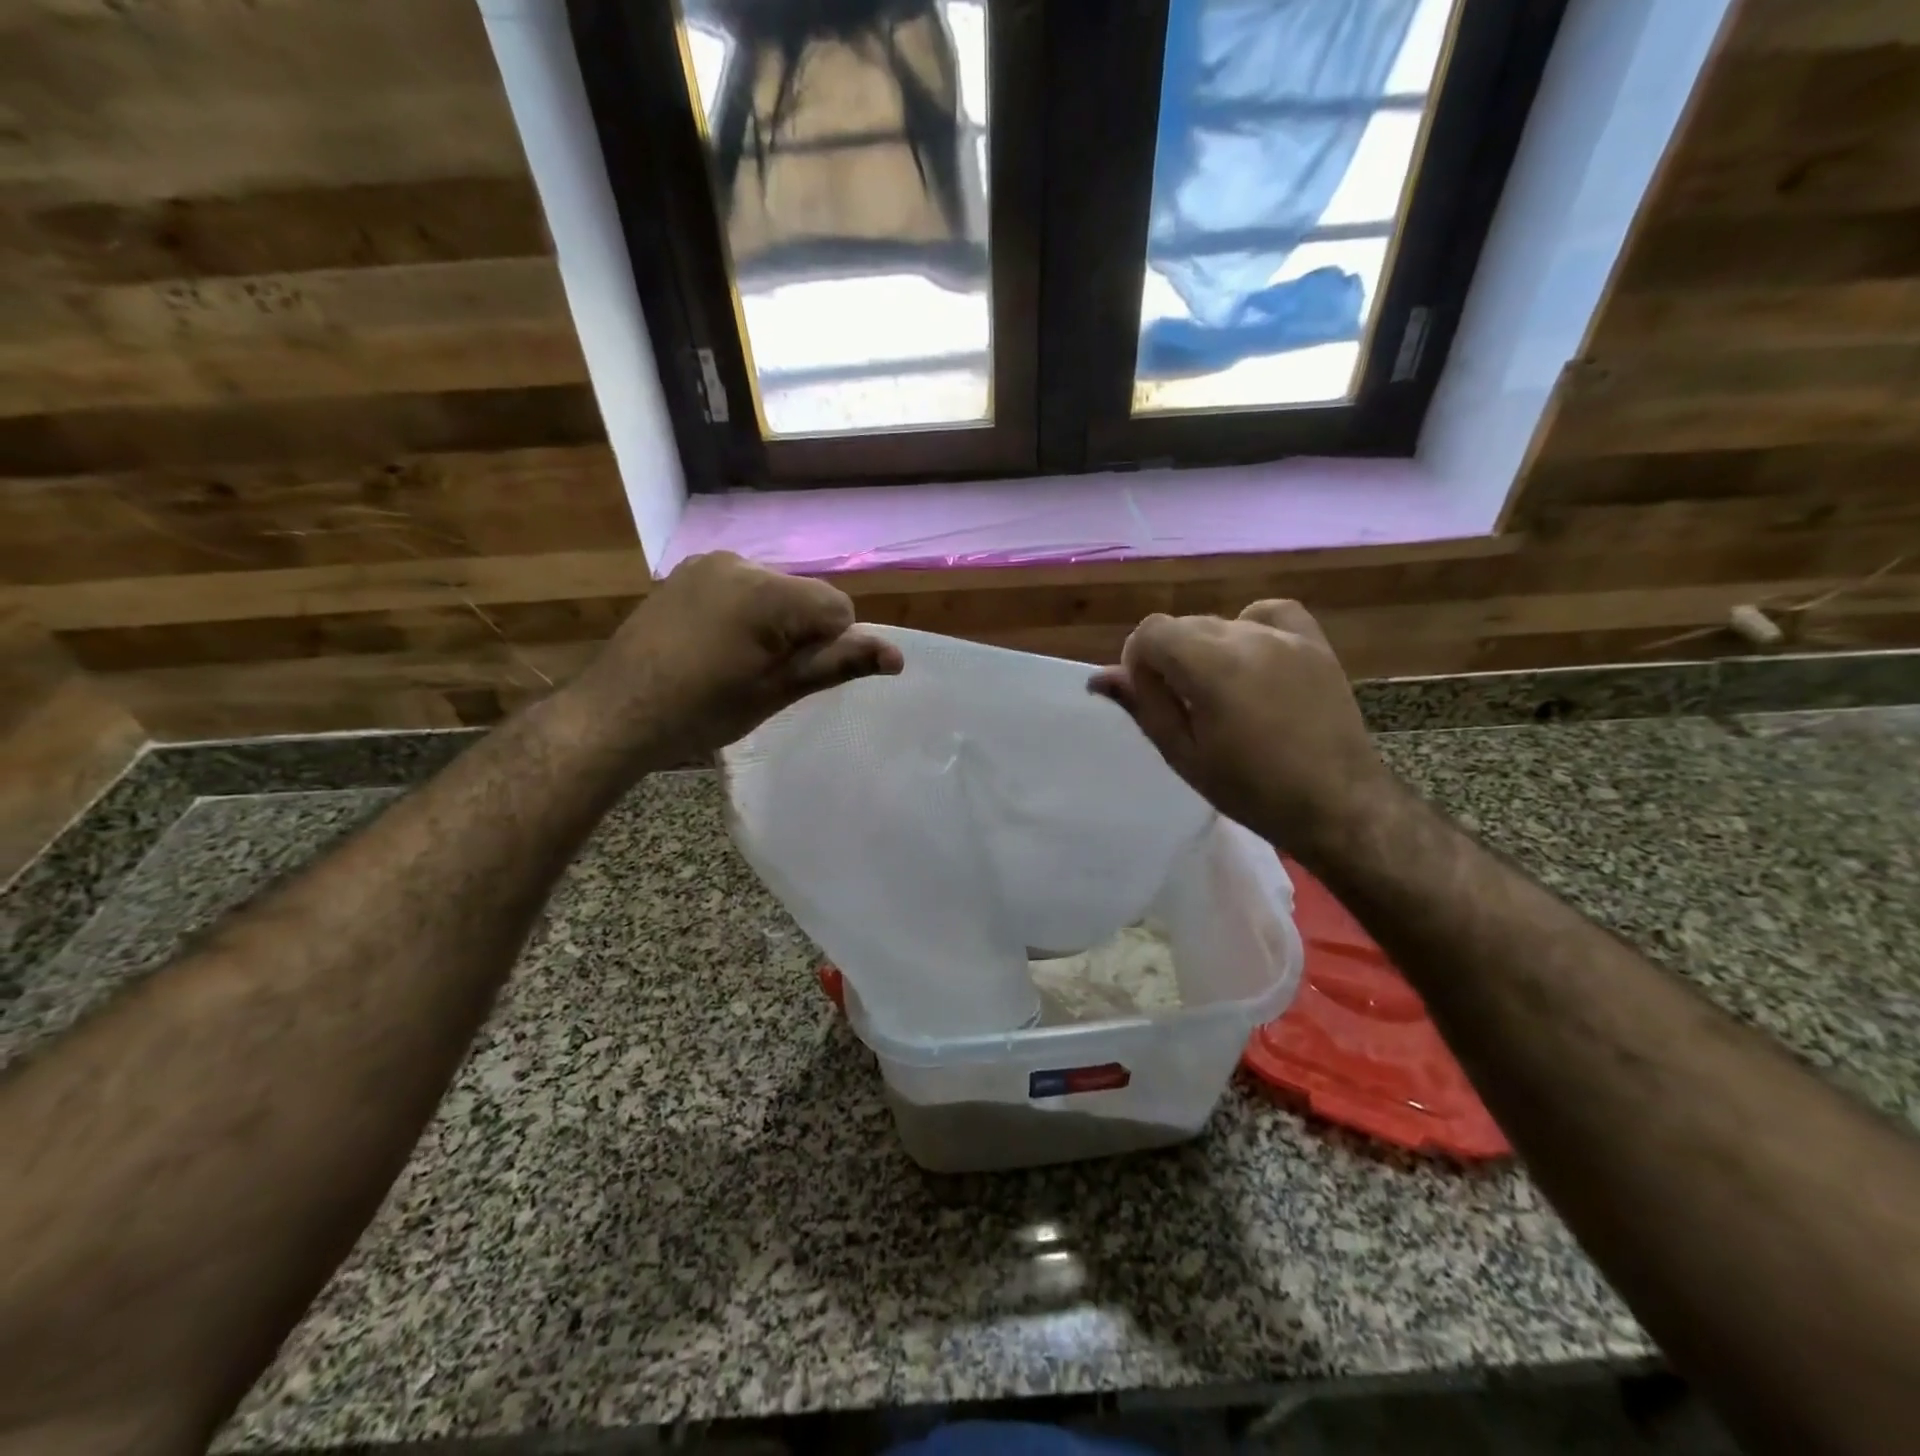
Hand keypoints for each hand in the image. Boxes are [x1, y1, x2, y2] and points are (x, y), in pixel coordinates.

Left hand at [575, 552, 902, 762]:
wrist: (615, 714)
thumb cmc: (702, 711)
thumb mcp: (776, 691)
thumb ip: (837, 663)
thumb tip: (897, 656)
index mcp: (767, 591)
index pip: (837, 609)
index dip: (827, 648)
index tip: (791, 678)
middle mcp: (741, 562)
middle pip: (806, 596)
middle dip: (800, 632)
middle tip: (763, 676)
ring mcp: (708, 563)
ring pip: (775, 591)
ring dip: (774, 623)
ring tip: (737, 663)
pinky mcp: (686, 573)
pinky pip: (741, 587)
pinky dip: (745, 612)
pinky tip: (715, 645)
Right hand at [1090, 600, 1395, 853]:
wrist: (1335, 803)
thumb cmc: (1251, 790)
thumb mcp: (1184, 754)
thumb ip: (1143, 706)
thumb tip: (1099, 676)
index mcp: (1211, 666)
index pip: (1151, 631)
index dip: (1139, 661)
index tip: (1149, 696)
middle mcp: (1246, 637)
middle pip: (1183, 624)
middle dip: (1169, 657)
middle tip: (1183, 706)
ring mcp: (1285, 637)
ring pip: (1221, 622)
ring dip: (1206, 649)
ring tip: (1222, 694)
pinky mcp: (1314, 643)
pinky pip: (1269, 613)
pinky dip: (1249, 627)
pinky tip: (1251, 659)